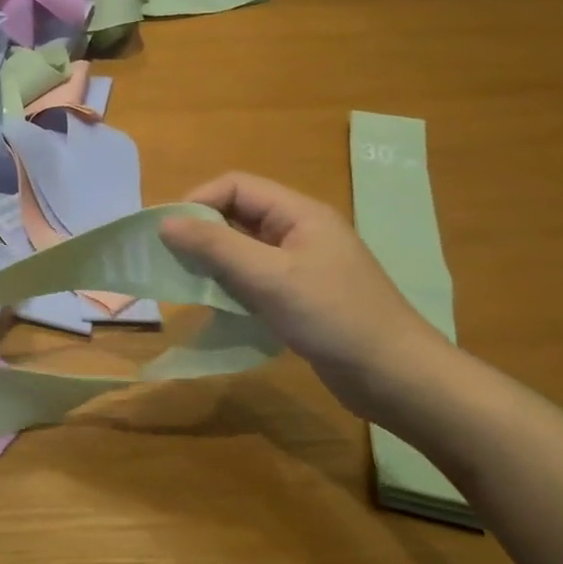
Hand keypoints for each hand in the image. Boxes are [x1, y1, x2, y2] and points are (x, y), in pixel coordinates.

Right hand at [159, 173, 447, 388]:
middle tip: (172, 260)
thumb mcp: (268, 277)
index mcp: (299, 213)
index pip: (236, 186)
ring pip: (243, 248)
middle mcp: (300, 231)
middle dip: (202, 232)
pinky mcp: (301, 295)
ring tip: (190, 284)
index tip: (168, 233)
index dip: (198, 201)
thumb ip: (215, 246)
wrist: (396, 377)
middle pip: (238, 214)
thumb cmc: (332, 317)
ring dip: (214, 261)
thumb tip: (166, 222)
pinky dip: (231, 284)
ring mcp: (302, 264)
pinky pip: (254, 276)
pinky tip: (218, 305)